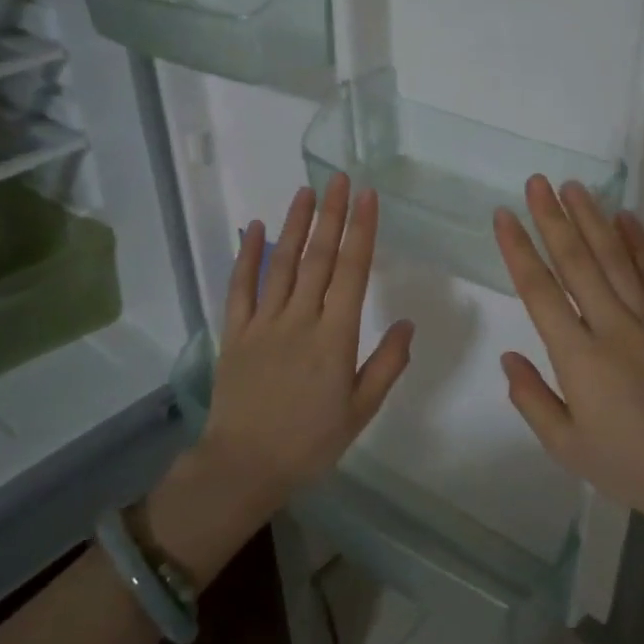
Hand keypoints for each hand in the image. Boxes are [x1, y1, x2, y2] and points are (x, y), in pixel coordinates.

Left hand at [200, 173, 414, 495]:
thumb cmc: (310, 443)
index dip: (361, 231)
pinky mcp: (235, 332)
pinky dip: (247, 255)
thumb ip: (386, 365)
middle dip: (331, 215)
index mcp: (335, 338)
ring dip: (295, 224)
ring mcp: (264, 323)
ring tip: (306, 191)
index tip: (367, 198)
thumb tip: (407, 323)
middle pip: (318, 257)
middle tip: (339, 178)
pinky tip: (254, 227)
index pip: (352, 272)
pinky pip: (240, 287)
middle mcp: (300, 320)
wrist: (244, 466)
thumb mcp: (361, 412)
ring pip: (282, 263)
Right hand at [493, 176, 643, 533]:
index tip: (504, 217)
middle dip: (553, 219)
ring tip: (574, 187)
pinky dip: (641, 243)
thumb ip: (532, 399)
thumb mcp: (567, 447)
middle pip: (577, 262)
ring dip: (592, 219)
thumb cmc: (631, 466)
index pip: (540, 292)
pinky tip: (627, 218)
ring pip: (616, 258)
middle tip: (537, 182)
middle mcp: (613, 327)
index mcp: (579, 358)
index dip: (518, 250)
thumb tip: (509, 358)